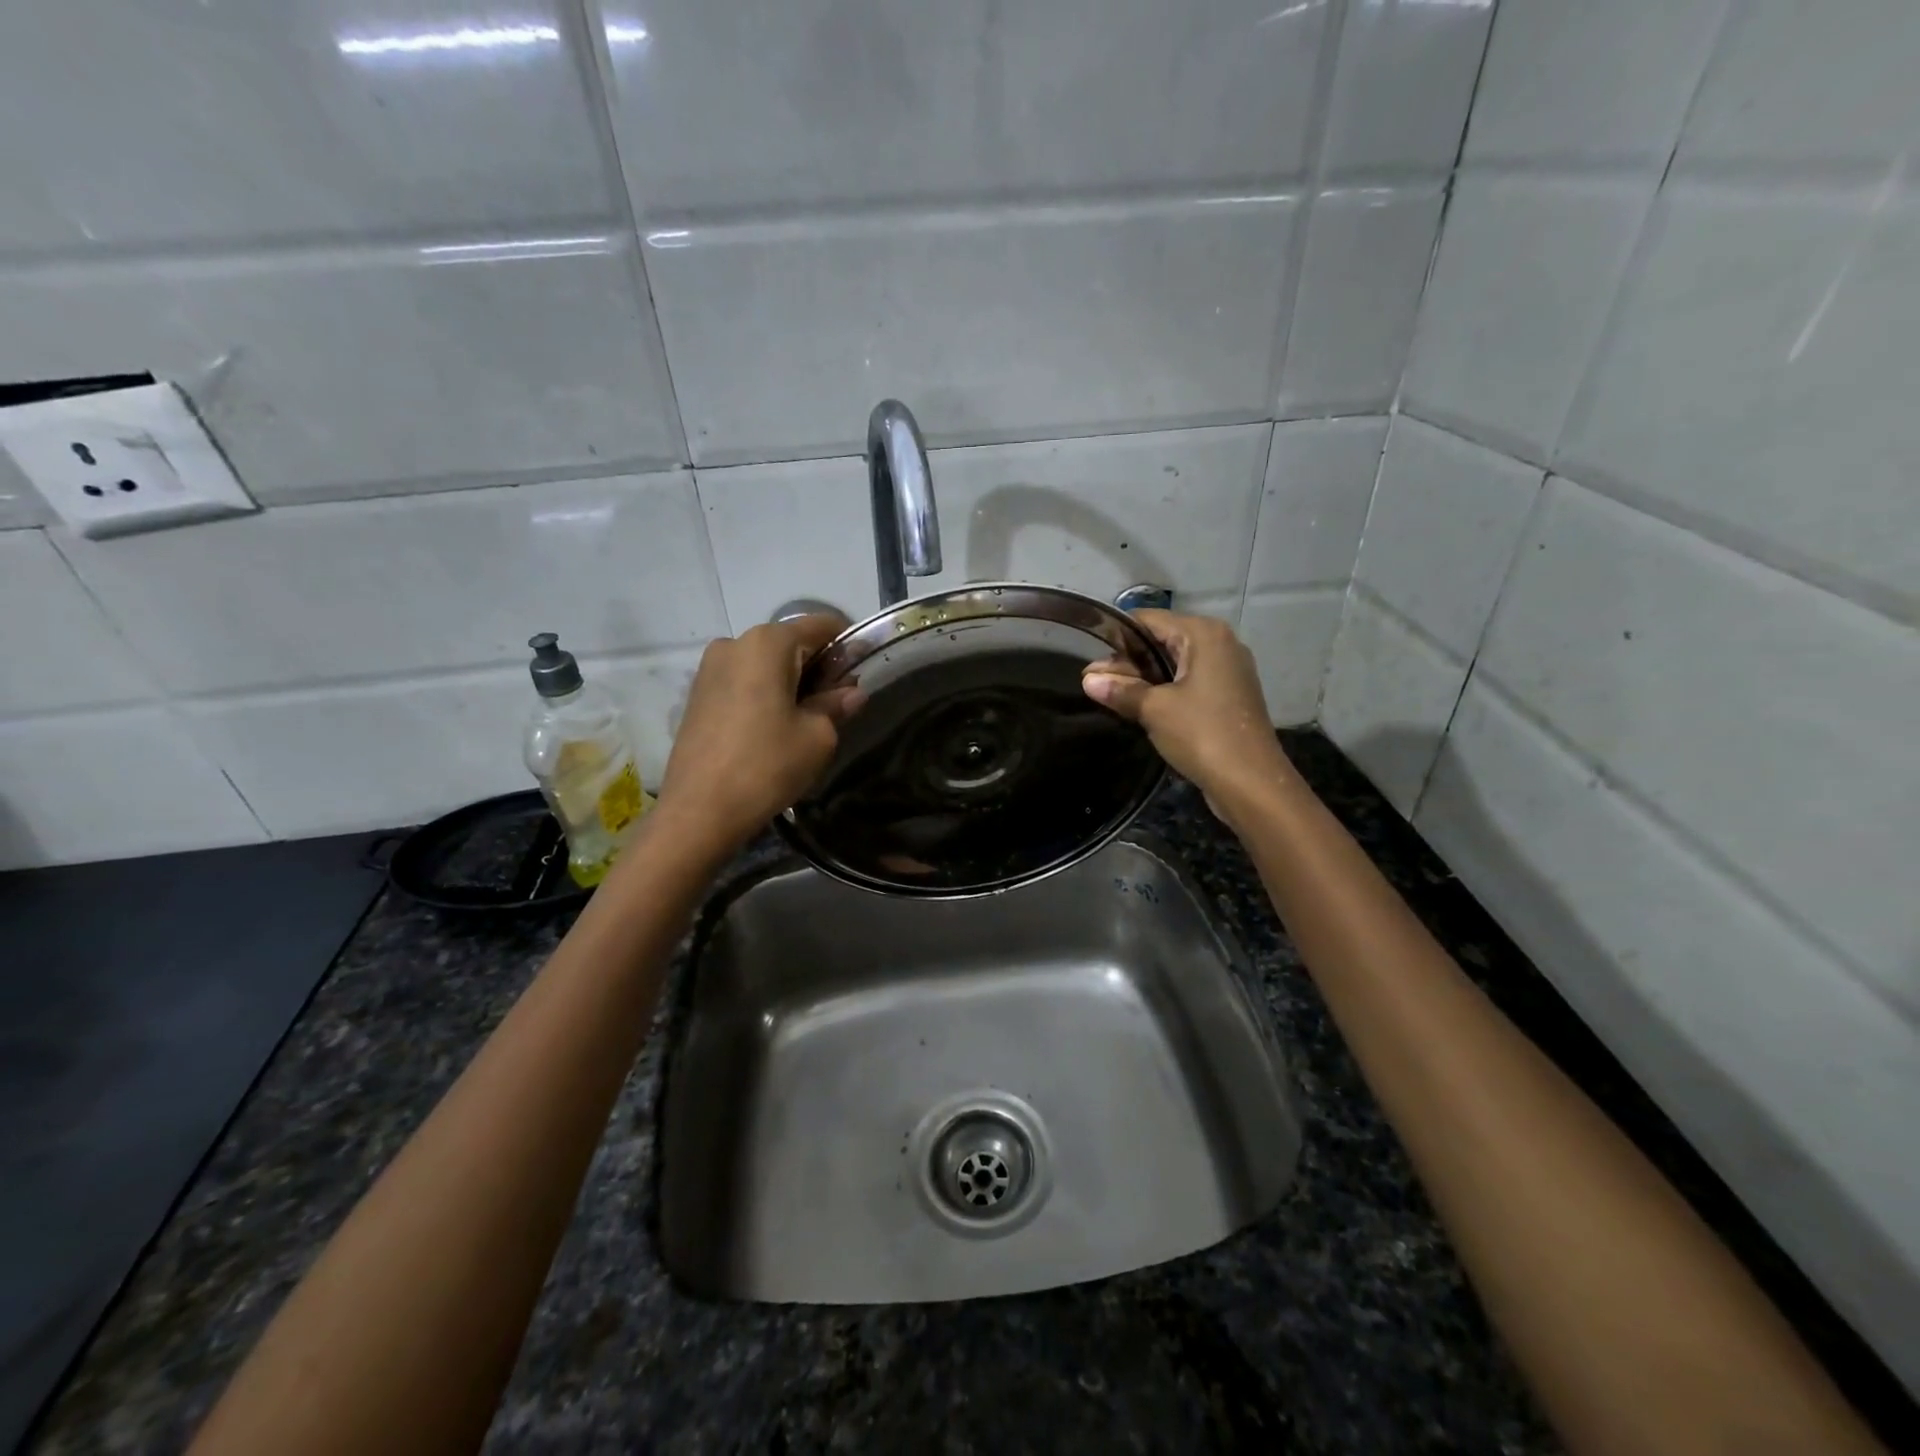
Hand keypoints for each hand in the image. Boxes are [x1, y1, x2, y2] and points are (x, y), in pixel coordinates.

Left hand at [656, 615, 864, 853]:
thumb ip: (836, 705)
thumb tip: (852, 692)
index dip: (847, 644)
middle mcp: (735, 642)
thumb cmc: (767, 765)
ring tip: (803, 721)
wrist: (699, 810)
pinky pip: (743, 681)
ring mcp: (710, 667)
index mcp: (768, 643)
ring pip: (765, 664)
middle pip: (790, 643)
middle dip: (818, 666)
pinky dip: (764, 693)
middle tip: (836, 703)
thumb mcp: (817, 736)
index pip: (821, 625)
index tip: (861, 671)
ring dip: (790, 682)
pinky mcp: (697, 694)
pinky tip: (772, 728)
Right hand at [1081, 609, 1294, 818]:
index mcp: (1204, 634)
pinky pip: (1189, 681)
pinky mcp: (1230, 694)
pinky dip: (1165, 689)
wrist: (1251, 783)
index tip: (1089, 657)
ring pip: (1175, 662)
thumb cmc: (1202, 734)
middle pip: (1162, 639)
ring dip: (1145, 677)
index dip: (1116, 637)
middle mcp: (1220, 643)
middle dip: (1128, 660)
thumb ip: (1121, 689)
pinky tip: (1142, 707)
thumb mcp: (1154, 709)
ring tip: (1111, 694)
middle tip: (1095, 681)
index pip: (1148, 620)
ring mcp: (1229, 669)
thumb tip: (1088, 679)